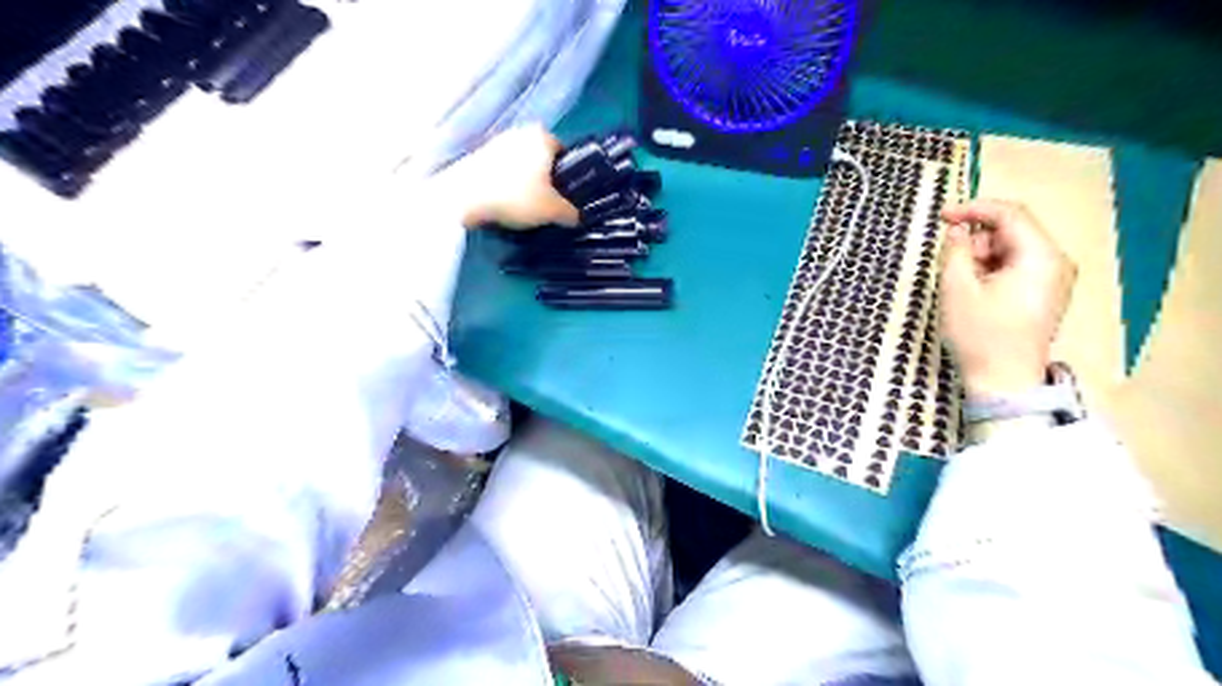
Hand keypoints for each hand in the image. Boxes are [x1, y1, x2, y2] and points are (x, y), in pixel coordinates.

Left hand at [442, 124, 578, 228]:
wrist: (463, 199)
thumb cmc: (516, 197)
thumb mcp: (553, 211)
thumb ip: (570, 213)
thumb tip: (575, 217)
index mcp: (542, 136)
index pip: (564, 154)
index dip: (567, 177)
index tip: (563, 197)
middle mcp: (520, 132)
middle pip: (540, 159)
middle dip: (544, 180)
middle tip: (546, 205)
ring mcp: (495, 142)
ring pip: (520, 166)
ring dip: (524, 184)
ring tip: (523, 209)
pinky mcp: (476, 156)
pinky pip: (501, 172)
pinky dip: (505, 186)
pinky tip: (504, 205)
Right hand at [937, 200, 1072, 397]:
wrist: (1004, 381)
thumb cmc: (980, 334)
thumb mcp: (957, 289)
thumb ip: (956, 251)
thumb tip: (958, 230)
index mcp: (1040, 256)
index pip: (1010, 214)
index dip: (973, 209)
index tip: (942, 216)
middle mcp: (1055, 262)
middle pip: (1013, 231)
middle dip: (977, 238)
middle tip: (948, 259)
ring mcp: (1054, 280)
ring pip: (1013, 250)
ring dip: (982, 255)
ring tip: (959, 280)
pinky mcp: (1045, 295)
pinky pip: (1017, 267)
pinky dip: (992, 269)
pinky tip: (974, 289)